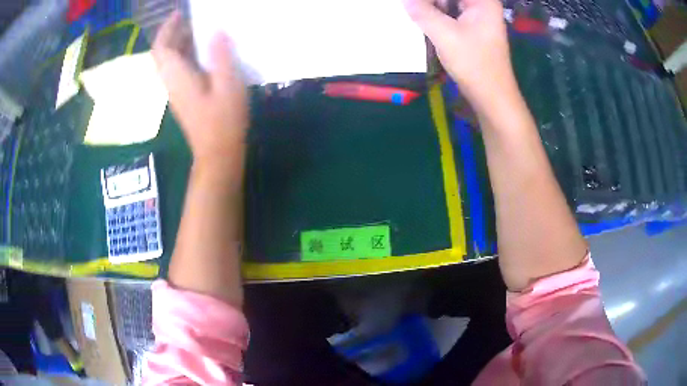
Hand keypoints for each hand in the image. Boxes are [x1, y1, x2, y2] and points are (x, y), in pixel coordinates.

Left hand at [153, 11, 247, 169]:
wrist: (217, 153)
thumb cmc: (223, 120)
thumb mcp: (228, 84)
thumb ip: (221, 56)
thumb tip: (216, 32)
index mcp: (177, 77)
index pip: (161, 48)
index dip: (166, 28)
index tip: (180, 14)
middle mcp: (171, 82)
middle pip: (163, 53)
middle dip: (174, 33)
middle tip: (194, 20)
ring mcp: (176, 91)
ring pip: (170, 61)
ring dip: (181, 43)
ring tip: (202, 31)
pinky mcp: (183, 96)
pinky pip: (178, 69)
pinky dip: (186, 55)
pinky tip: (205, 52)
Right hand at [404, 0, 513, 108]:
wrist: (491, 96)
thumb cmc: (474, 64)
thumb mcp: (444, 34)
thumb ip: (422, 12)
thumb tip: (406, 1)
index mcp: (482, 1)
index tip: (413, 5)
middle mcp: (482, 5)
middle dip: (429, 2)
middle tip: (412, 9)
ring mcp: (477, 17)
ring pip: (448, 4)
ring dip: (431, 9)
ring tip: (416, 15)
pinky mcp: (472, 29)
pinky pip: (450, 14)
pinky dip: (436, 17)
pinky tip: (424, 23)